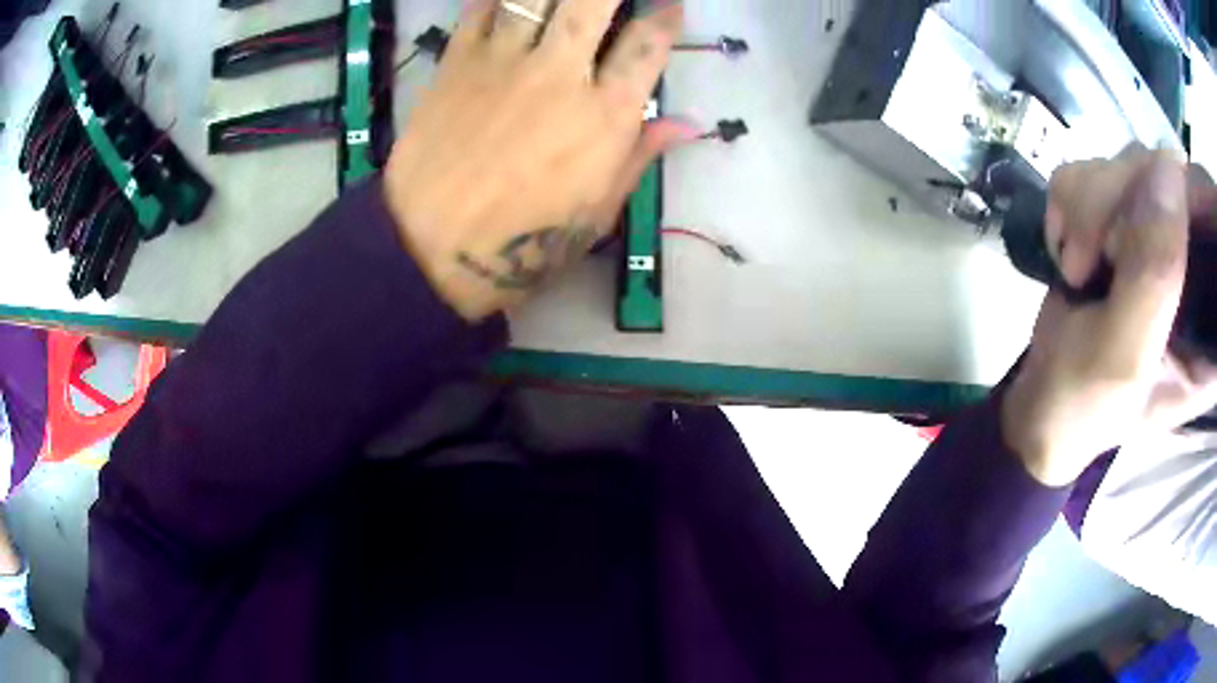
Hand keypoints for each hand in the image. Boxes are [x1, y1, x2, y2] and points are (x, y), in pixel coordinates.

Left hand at [383, 0, 694, 320]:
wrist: (430, 249)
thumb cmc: (523, 245)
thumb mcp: (597, 213)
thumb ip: (639, 156)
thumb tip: (686, 124)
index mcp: (605, 115)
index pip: (648, 44)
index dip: (666, 17)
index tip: (670, 5)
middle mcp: (560, 74)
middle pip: (593, 1)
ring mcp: (504, 61)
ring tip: (564, 1)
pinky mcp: (456, 62)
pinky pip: (482, 7)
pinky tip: (509, 2)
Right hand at [1002, 149, 1216, 485]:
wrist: (1042, 402)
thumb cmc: (1084, 404)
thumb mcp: (1123, 358)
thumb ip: (1154, 276)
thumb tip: (1168, 165)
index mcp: (1211, 317)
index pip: (1215, 225)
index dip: (1197, 203)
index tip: (1156, 231)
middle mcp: (1193, 263)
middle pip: (1170, 176)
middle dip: (1122, 202)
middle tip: (1093, 261)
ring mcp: (1157, 232)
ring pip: (1128, 161)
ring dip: (1089, 206)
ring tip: (1077, 268)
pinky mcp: (1123, 214)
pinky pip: (1094, 166)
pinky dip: (1069, 202)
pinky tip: (1070, 249)